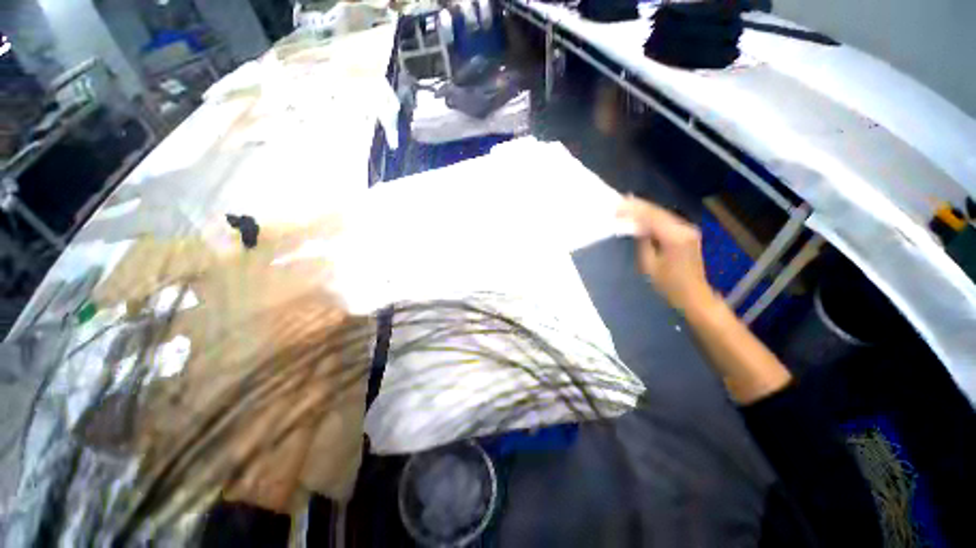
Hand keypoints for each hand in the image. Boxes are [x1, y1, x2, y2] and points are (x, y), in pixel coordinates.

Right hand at [617, 197, 716, 313]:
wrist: (694, 295)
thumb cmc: (668, 284)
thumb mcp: (649, 265)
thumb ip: (643, 242)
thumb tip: (636, 227)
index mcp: (674, 237)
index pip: (651, 217)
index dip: (633, 210)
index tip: (616, 208)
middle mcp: (684, 228)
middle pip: (658, 212)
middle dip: (638, 206)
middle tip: (619, 203)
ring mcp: (688, 230)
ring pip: (662, 214)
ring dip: (645, 210)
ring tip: (627, 205)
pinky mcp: (687, 233)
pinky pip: (667, 220)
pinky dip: (652, 217)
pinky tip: (642, 215)